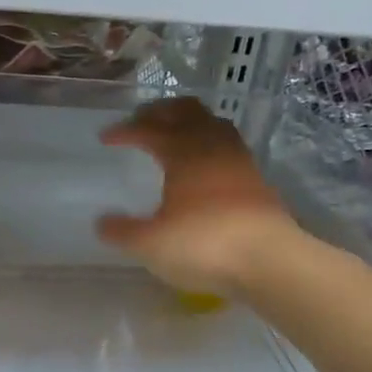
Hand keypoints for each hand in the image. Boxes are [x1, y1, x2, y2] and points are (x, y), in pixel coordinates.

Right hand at [97, 97, 300, 296]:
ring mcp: (238, 160)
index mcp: (182, 153)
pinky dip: (209, 144)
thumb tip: (102, 222)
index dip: (125, 130)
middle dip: (159, 112)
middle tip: (140, 122)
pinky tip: (204, 164)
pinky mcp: (256, 179)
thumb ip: (122, 231)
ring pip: (212, 123)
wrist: (269, 260)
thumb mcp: (150, 244)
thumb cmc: (204, 245)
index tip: (105, 137)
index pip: (148, 129)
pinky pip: (228, 145)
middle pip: (185, 111)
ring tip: (174, 135)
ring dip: (189, 122)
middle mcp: (211, 146)